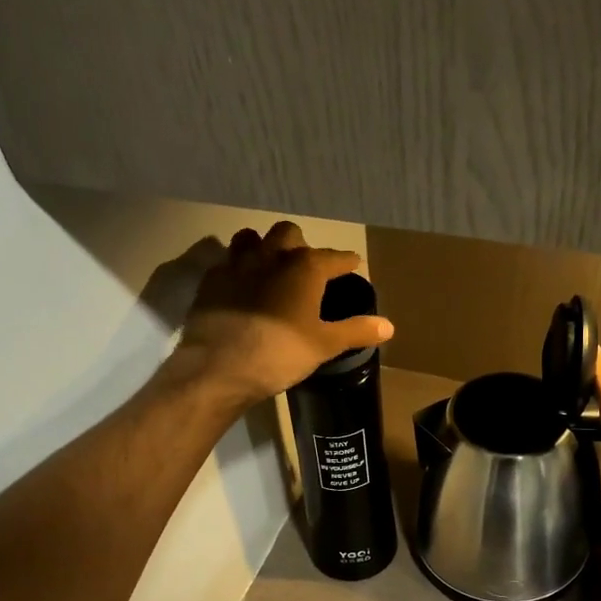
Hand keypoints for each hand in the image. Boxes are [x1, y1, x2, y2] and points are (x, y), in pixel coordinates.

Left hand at [175, 222, 394, 404]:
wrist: (219, 367)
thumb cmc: (280, 353)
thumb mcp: (324, 345)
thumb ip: (356, 330)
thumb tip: (389, 326)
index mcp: (305, 267)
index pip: (335, 257)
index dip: (347, 262)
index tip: (353, 266)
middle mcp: (271, 255)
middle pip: (289, 233)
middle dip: (300, 244)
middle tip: (306, 267)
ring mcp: (236, 265)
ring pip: (251, 238)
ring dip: (262, 247)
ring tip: (269, 268)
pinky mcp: (210, 281)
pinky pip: (226, 264)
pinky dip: (236, 270)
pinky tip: (240, 288)